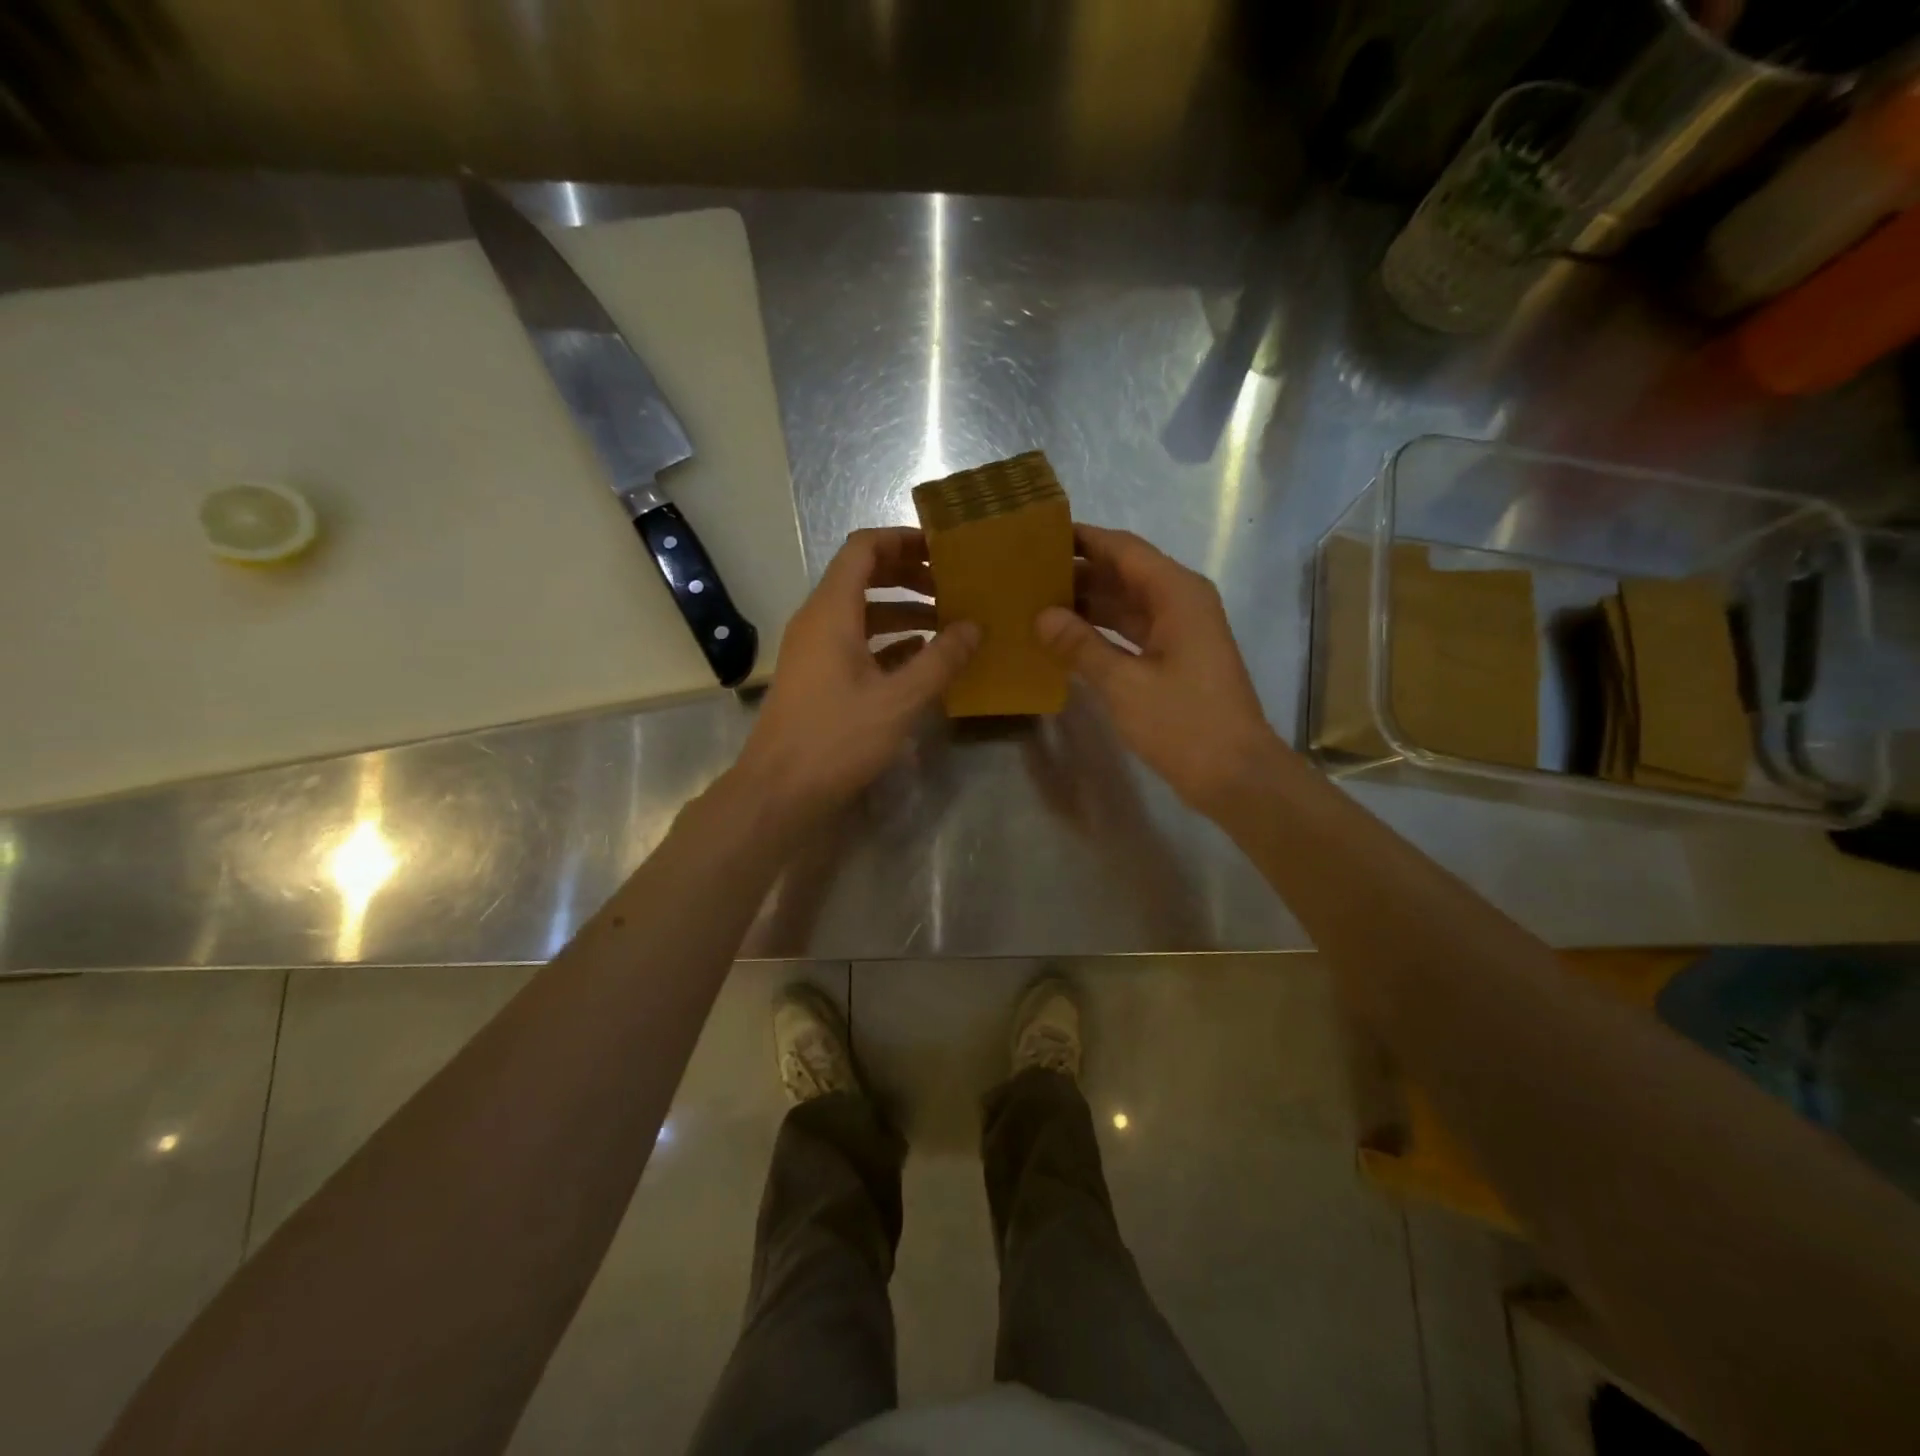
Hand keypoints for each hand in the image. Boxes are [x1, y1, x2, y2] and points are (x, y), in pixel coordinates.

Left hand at [735, 527, 978, 822]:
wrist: (779, 791)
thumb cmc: (837, 738)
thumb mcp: (898, 700)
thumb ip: (940, 660)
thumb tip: (974, 626)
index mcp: (832, 611)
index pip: (864, 548)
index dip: (903, 540)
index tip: (943, 549)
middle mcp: (818, 620)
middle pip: (863, 575)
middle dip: (909, 574)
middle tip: (953, 584)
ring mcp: (815, 649)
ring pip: (862, 612)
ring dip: (903, 610)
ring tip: (948, 622)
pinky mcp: (817, 676)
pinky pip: (856, 641)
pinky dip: (889, 640)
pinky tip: (922, 657)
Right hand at [1036, 525, 1279, 814]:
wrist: (1235, 774)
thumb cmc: (1183, 723)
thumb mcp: (1124, 683)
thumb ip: (1080, 645)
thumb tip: (1041, 615)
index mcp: (1176, 593)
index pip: (1122, 549)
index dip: (1082, 538)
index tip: (1039, 532)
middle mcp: (1180, 601)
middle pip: (1123, 572)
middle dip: (1078, 570)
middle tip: (1025, 571)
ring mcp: (1179, 631)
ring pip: (1125, 602)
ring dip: (1086, 602)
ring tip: (1035, 600)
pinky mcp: (1174, 658)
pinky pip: (1131, 630)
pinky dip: (1100, 630)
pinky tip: (1064, 637)